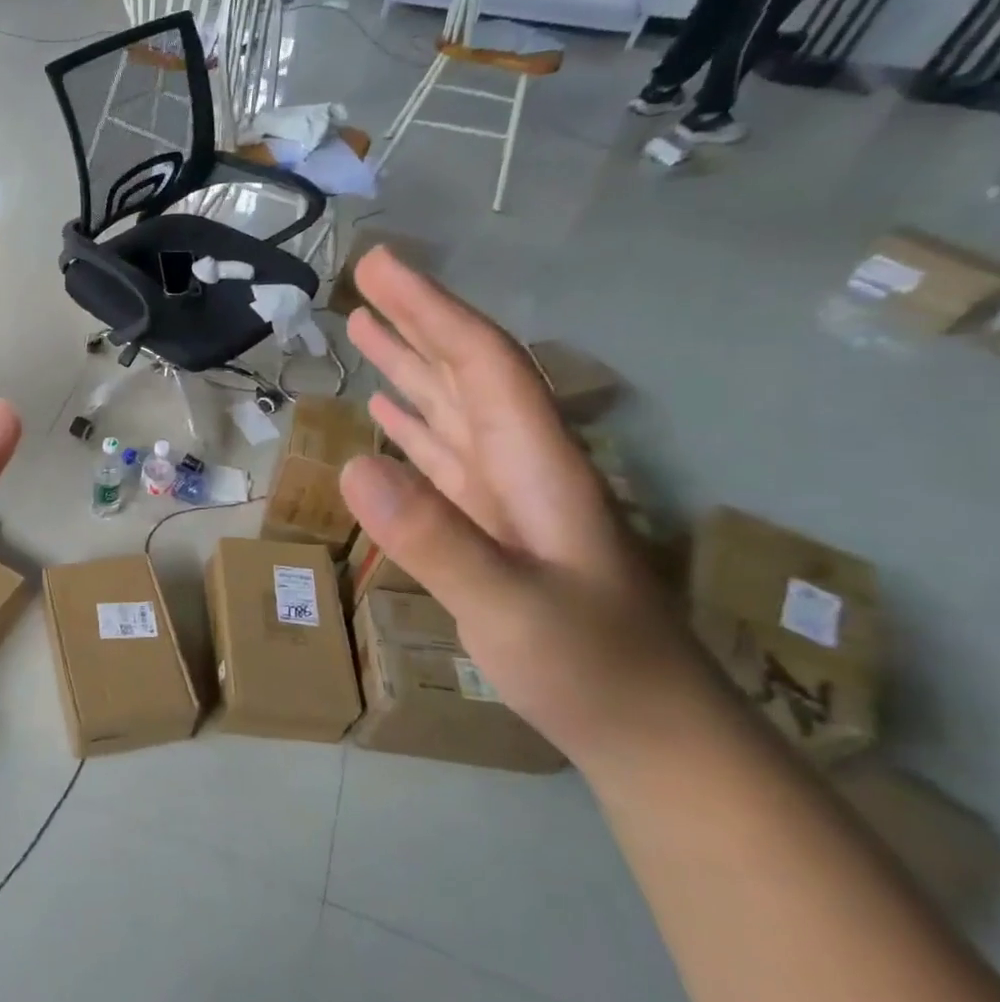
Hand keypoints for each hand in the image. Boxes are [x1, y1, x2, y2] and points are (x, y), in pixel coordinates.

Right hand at [340, 249, 712, 763]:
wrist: (650, 733)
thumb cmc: (591, 669)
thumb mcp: (510, 607)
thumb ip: (435, 538)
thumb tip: (353, 466)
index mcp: (537, 465)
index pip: (481, 364)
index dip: (430, 310)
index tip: (380, 268)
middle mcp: (523, 466)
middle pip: (467, 374)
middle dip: (417, 321)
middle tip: (364, 279)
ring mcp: (507, 498)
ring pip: (452, 412)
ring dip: (409, 367)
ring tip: (362, 330)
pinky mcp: (492, 528)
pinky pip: (444, 459)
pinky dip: (412, 427)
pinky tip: (385, 414)